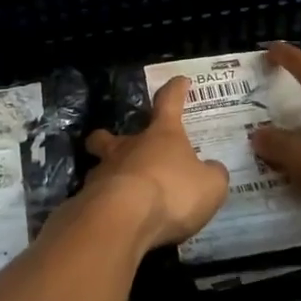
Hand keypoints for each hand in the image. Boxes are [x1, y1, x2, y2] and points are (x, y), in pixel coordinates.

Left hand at [83, 77, 229, 249]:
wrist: (123, 220)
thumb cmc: (172, 192)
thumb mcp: (210, 185)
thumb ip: (212, 174)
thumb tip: (211, 169)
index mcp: (161, 135)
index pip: (169, 102)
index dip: (176, 91)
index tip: (180, 81)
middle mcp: (127, 148)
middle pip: (109, 135)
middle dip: (110, 138)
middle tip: (119, 147)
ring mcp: (103, 173)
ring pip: (101, 167)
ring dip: (110, 176)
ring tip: (122, 195)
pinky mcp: (88, 201)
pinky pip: (96, 199)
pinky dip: (104, 206)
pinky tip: (115, 220)